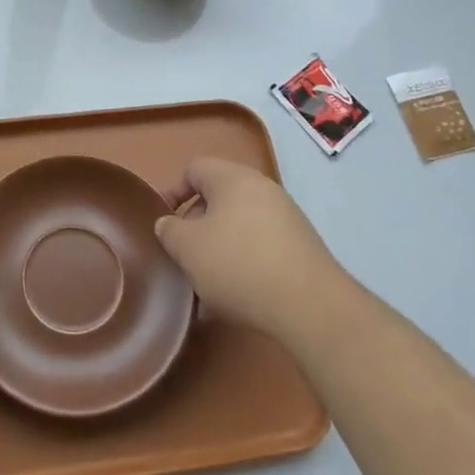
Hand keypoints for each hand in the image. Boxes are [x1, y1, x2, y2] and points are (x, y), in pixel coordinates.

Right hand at [156, 158, 342, 341]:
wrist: (309, 305)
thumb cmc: (237, 265)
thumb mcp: (187, 249)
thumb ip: (169, 231)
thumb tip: (170, 224)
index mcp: (232, 178)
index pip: (194, 170)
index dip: (173, 193)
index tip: (165, 224)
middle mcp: (262, 188)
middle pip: (219, 198)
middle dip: (197, 225)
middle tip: (186, 256)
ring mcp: (286, 216)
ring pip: (240, 225)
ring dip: (221, 248)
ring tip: (209, 284)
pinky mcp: (302, 245)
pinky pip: (262, 245)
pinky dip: (245, 263)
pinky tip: (238, 296)